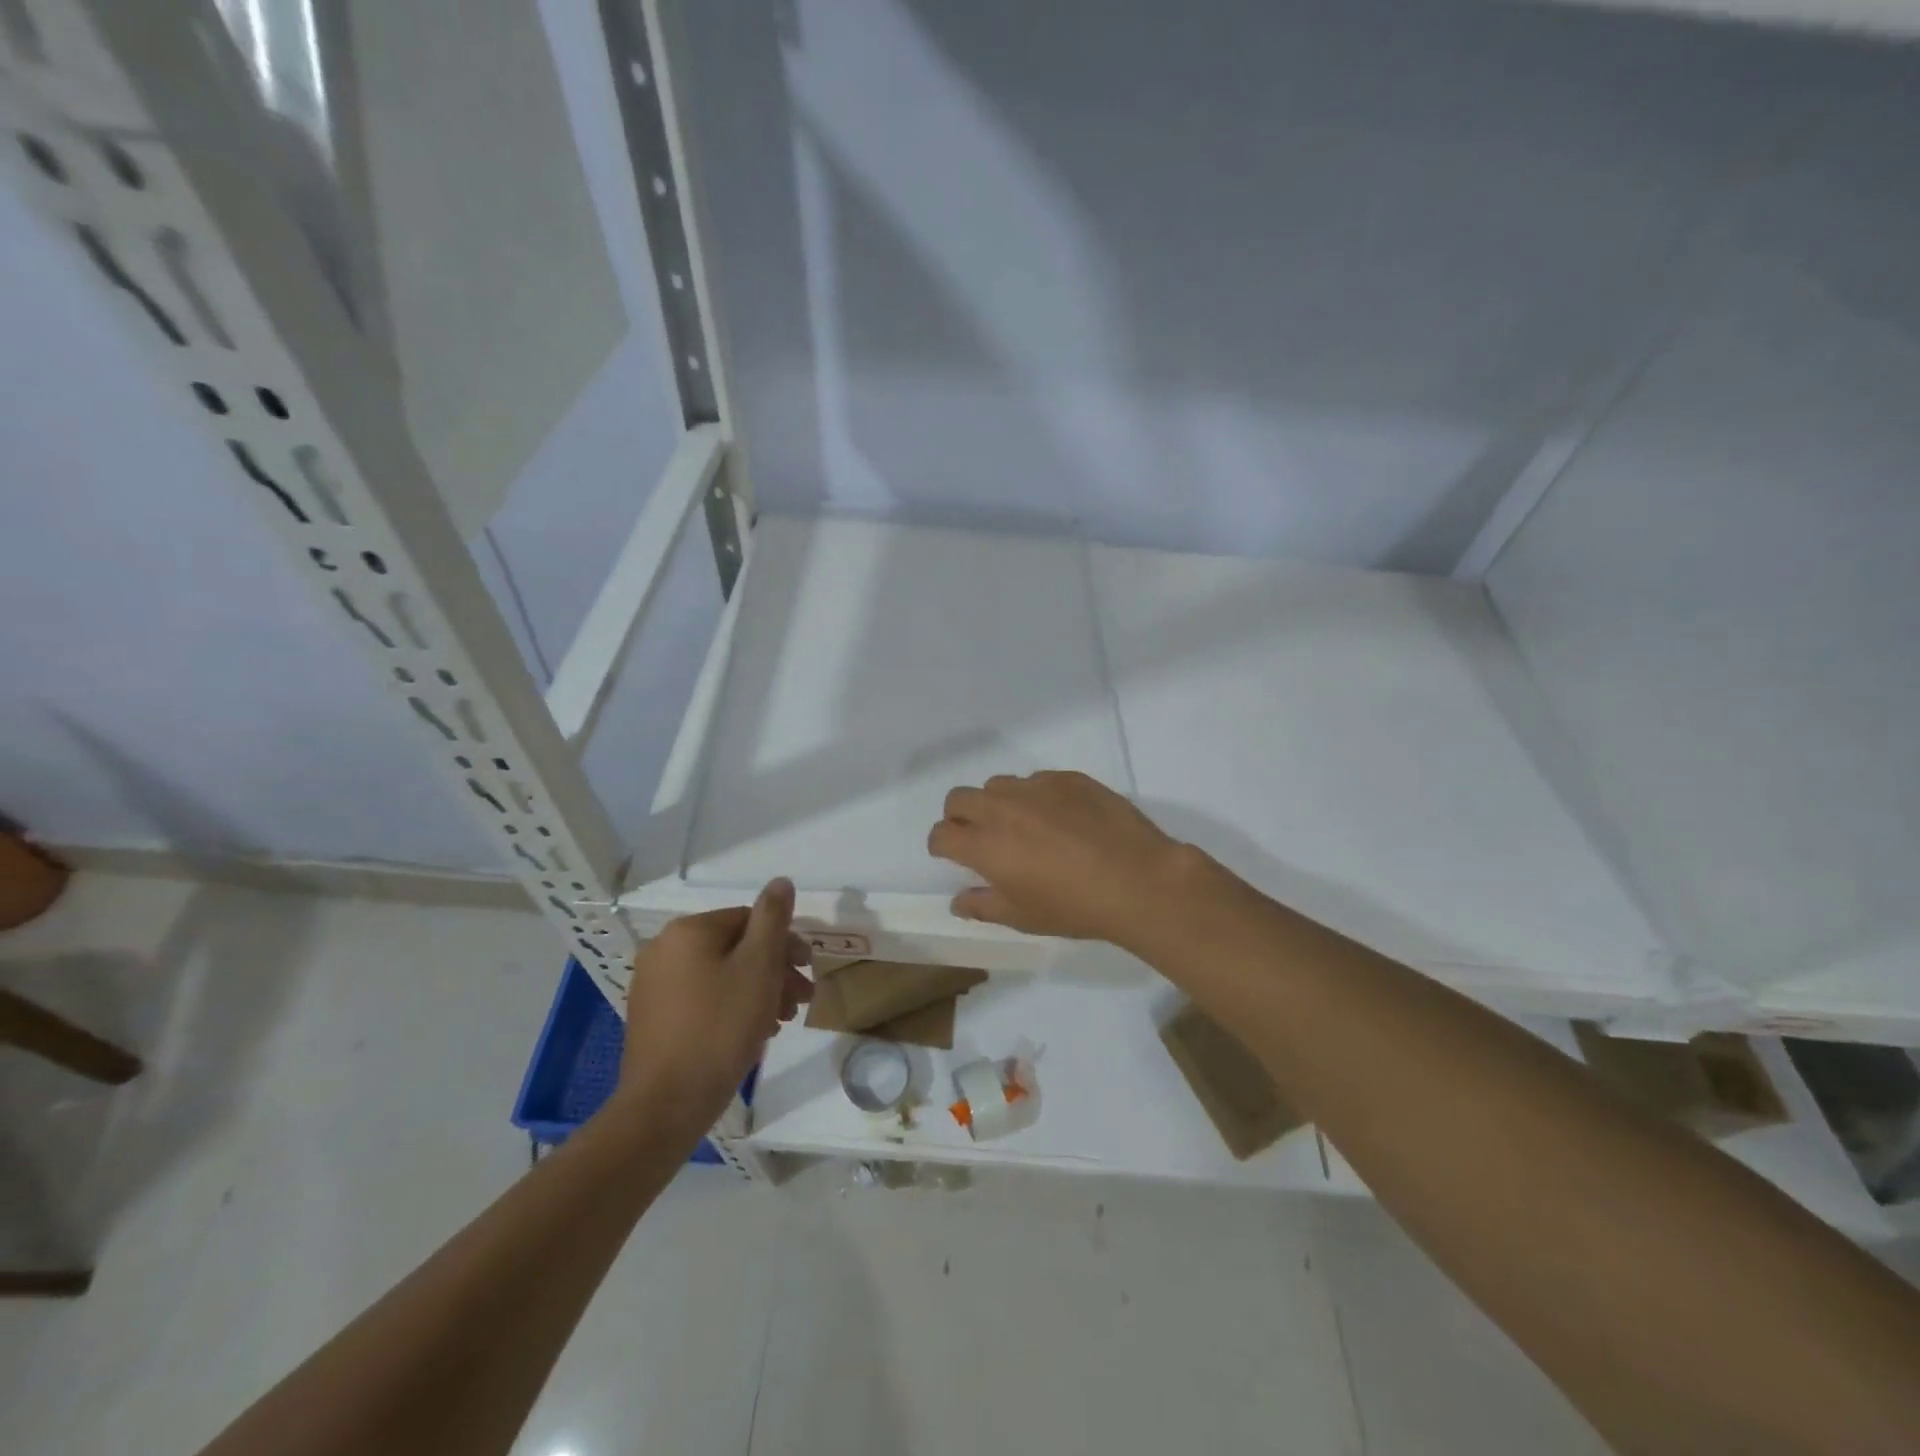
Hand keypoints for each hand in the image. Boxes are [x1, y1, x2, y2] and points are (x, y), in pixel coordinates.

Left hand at [618, 878, 812, 1125]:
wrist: (666, 1105)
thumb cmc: (720, 1027)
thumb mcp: (758, 966)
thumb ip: (773, 918)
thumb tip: (781, 881)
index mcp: (688, 930)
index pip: (750, 920)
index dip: (785, 944)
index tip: (808, 971)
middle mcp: (664, 949)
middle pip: (736, 948)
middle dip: (774, 971)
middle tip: (802, 999)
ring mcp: (654, 985)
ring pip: (721, 975)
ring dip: (758, 991)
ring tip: (782, 1020)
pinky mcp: (653, 1017)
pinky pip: (703, 998)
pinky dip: (732, 1006)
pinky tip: (753, 1032)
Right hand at [927, 771, 1197, 947]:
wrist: (1137, 879)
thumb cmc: (1074, 907)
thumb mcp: (1023, 918)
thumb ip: (983, 906)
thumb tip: (958, 901)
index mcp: (984, 845)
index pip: (942, 834)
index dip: (941, 845)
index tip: (952, 856)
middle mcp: (1002, 808)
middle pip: (959, 798)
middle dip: (959, 817)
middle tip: (980, 838)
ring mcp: (1036, 788)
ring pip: (998, 785)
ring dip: (998, 803)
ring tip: (1024, 826)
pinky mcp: (1068, 778)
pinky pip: (1038, 780)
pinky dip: (1036, 796)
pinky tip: (1062, 819)